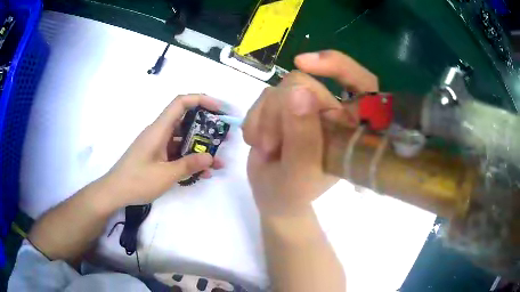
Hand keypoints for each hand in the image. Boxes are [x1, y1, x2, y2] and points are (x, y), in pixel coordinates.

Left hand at [102, 94, 223, 206]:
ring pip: (183, 139)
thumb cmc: (137, 181)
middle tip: (223, 137)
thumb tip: (211, 158)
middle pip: (185, 121)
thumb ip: (188, 165)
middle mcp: (159, 133)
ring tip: (217, 161)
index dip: (201, 100)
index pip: (180, 103)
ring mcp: (158, 145)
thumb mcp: (165, 175)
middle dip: (206, 127)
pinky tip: (202, 173)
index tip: (218, 109)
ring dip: (199, 148)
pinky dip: (189, 159)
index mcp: (159, 130)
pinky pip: (176, 153)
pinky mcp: (156, 156)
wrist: (115, 192)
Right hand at [243, 50, 377, 215]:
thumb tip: (297, 91)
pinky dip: (255, 118)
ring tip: (266, 147)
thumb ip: (303, 137)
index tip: (305, 63)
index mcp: (349, 127)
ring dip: (266, 118)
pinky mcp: (284, 106)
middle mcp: (331, 111)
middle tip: (271, 145)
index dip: (340, 66)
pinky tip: (256, 140)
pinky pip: (265, 94)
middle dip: (280, 112)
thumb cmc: (292, 192)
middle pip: (305, 82)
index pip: (361, 83)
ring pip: (281, 87)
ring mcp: (306, 107)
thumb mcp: (300, 173)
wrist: (271, 195)